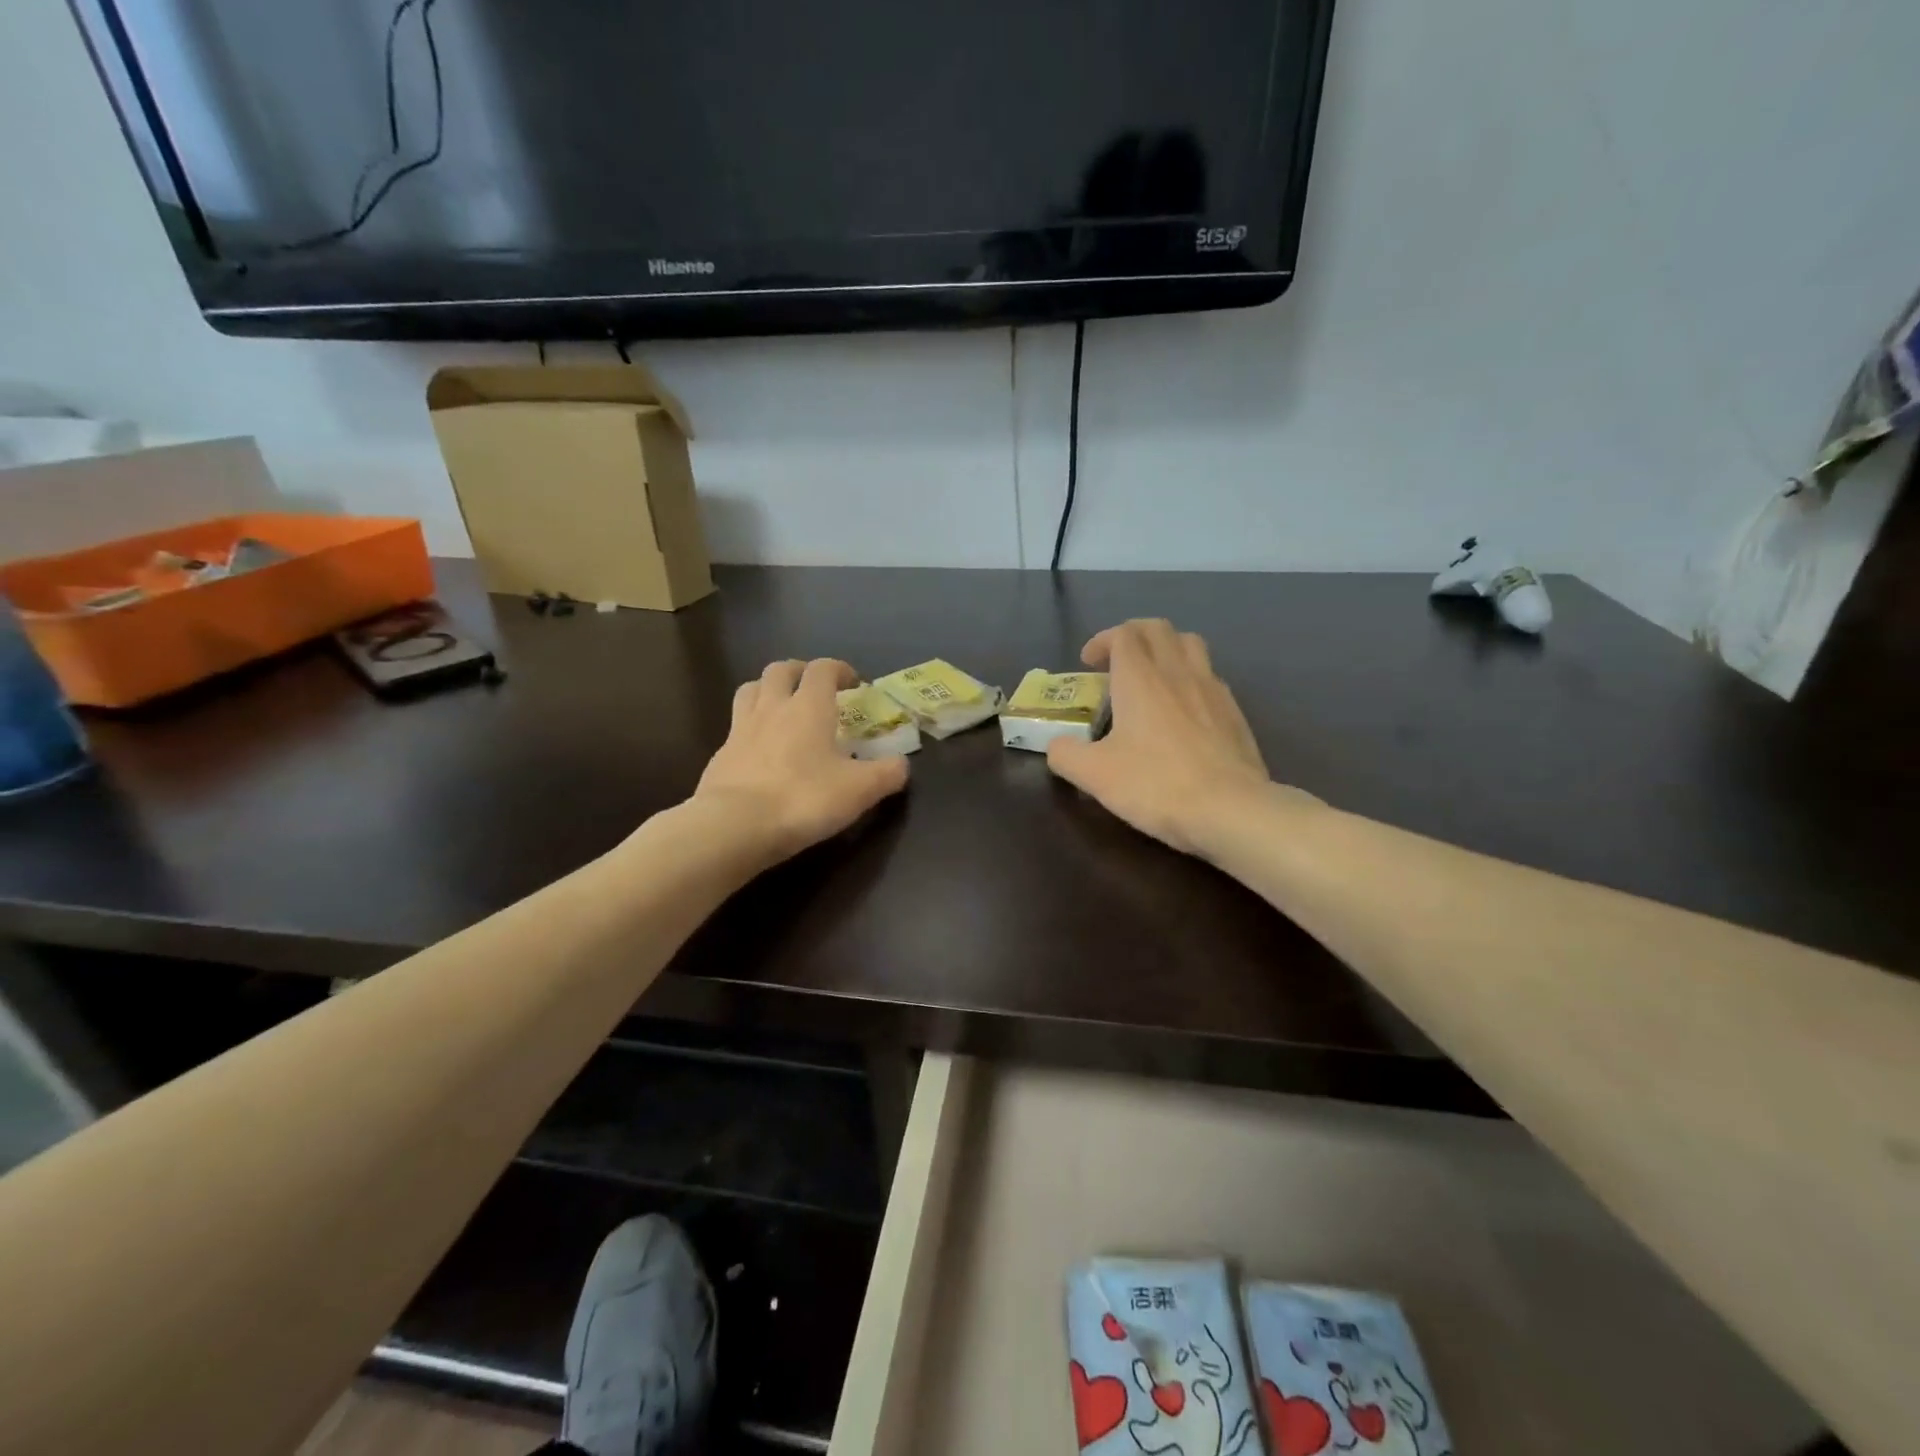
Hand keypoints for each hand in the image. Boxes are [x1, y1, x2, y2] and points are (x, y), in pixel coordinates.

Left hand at [694, 658, 908, 865]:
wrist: (734, 825)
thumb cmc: (804, 799)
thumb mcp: (860, 790)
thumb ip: (887, 773)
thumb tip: (902, 764)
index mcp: (809, 706)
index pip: (823, 669)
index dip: (839, 669)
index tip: (853, 683)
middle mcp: (773, 707)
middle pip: (780, 669)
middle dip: (800, 671)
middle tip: (814, 688)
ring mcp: (741, 728)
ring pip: (751, 690)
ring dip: (768, 690)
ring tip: (782, 707)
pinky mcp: (720, 754)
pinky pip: (736, 726)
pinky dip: (751, 726)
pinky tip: (760, 748)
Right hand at [1045, 619, 1274, 857]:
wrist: (1230, 809)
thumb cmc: (1156, 785)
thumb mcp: (1094, 775)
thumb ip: (1065, 755)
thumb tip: (1057, 746)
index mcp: (1140, 678)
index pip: (1123, 635)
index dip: (1102, 641)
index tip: (1088, 663)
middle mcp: (1177, 672)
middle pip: (1158, 629)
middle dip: (1133, 636)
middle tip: (1116, 663)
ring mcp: (1212, 688)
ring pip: (1190, 644)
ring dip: (1166, 649)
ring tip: (1152, 676)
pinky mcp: (1234, 711)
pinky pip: (1210, 676)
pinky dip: (1190, 677)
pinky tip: (1183, 709)